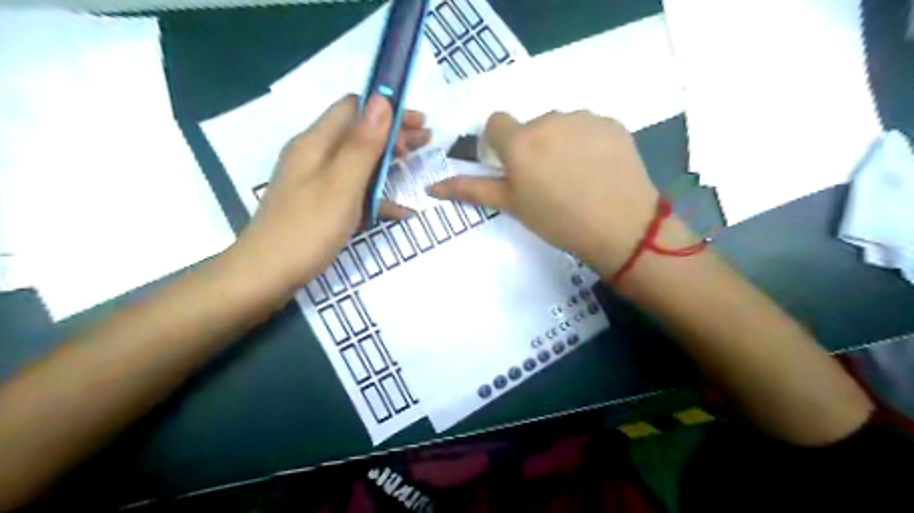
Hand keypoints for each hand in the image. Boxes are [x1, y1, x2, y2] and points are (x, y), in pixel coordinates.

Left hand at [227, 94, 429, 294]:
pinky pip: (353, 190)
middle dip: (393, 133)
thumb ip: (362, 144)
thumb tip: (382, 100)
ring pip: (358, 161)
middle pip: (358, 133)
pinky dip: (377, 194)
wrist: (266, 276)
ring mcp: (316, 182)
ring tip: (416, 163)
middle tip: (426, 142)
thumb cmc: (307, 229)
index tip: (418, 121)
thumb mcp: (341, 184)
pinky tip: (401, 210)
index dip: (387, 108)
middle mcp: (314, 156)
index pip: (353, 108)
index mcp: (316, 144)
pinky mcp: (320, 205)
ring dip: (388, 160)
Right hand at [433, 109, 660, 278]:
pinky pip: (589, 127)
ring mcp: (584, 118)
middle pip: (531, 126)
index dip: (500, 144)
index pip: (496, 123)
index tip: (513, 167)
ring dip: (561, 143)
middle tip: (548, 181)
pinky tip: (598, 169)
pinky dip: (588, 142)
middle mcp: (549, 119)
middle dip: (533, 146)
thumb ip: (471, 190)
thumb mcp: (511, 206)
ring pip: (561, 125)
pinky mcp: (612, 123)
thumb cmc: (557, 221)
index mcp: (520, 141)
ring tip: (576, 176)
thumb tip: (431, 187)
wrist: (620, 228)